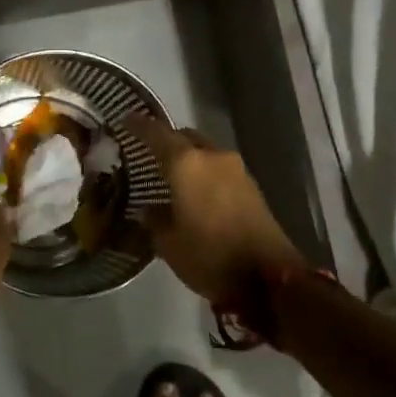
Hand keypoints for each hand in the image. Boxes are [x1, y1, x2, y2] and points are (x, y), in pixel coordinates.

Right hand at [124, 114, 306, 305]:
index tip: (125, 118)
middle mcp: (212, 157)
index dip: (138, 125)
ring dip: (187, 158)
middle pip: (184, 136)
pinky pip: (218, 168)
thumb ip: (154, 218)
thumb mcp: (168, 243)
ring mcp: (236, 170)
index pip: (156, 134)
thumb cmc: (209, 257)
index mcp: (186, 165)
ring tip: (170, 174)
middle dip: (166, 140)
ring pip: (204, 151)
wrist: (270, 278)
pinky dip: (203, 172)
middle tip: (147, 152)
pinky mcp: (251, 186)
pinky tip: (194, 190)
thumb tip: (150, 208)